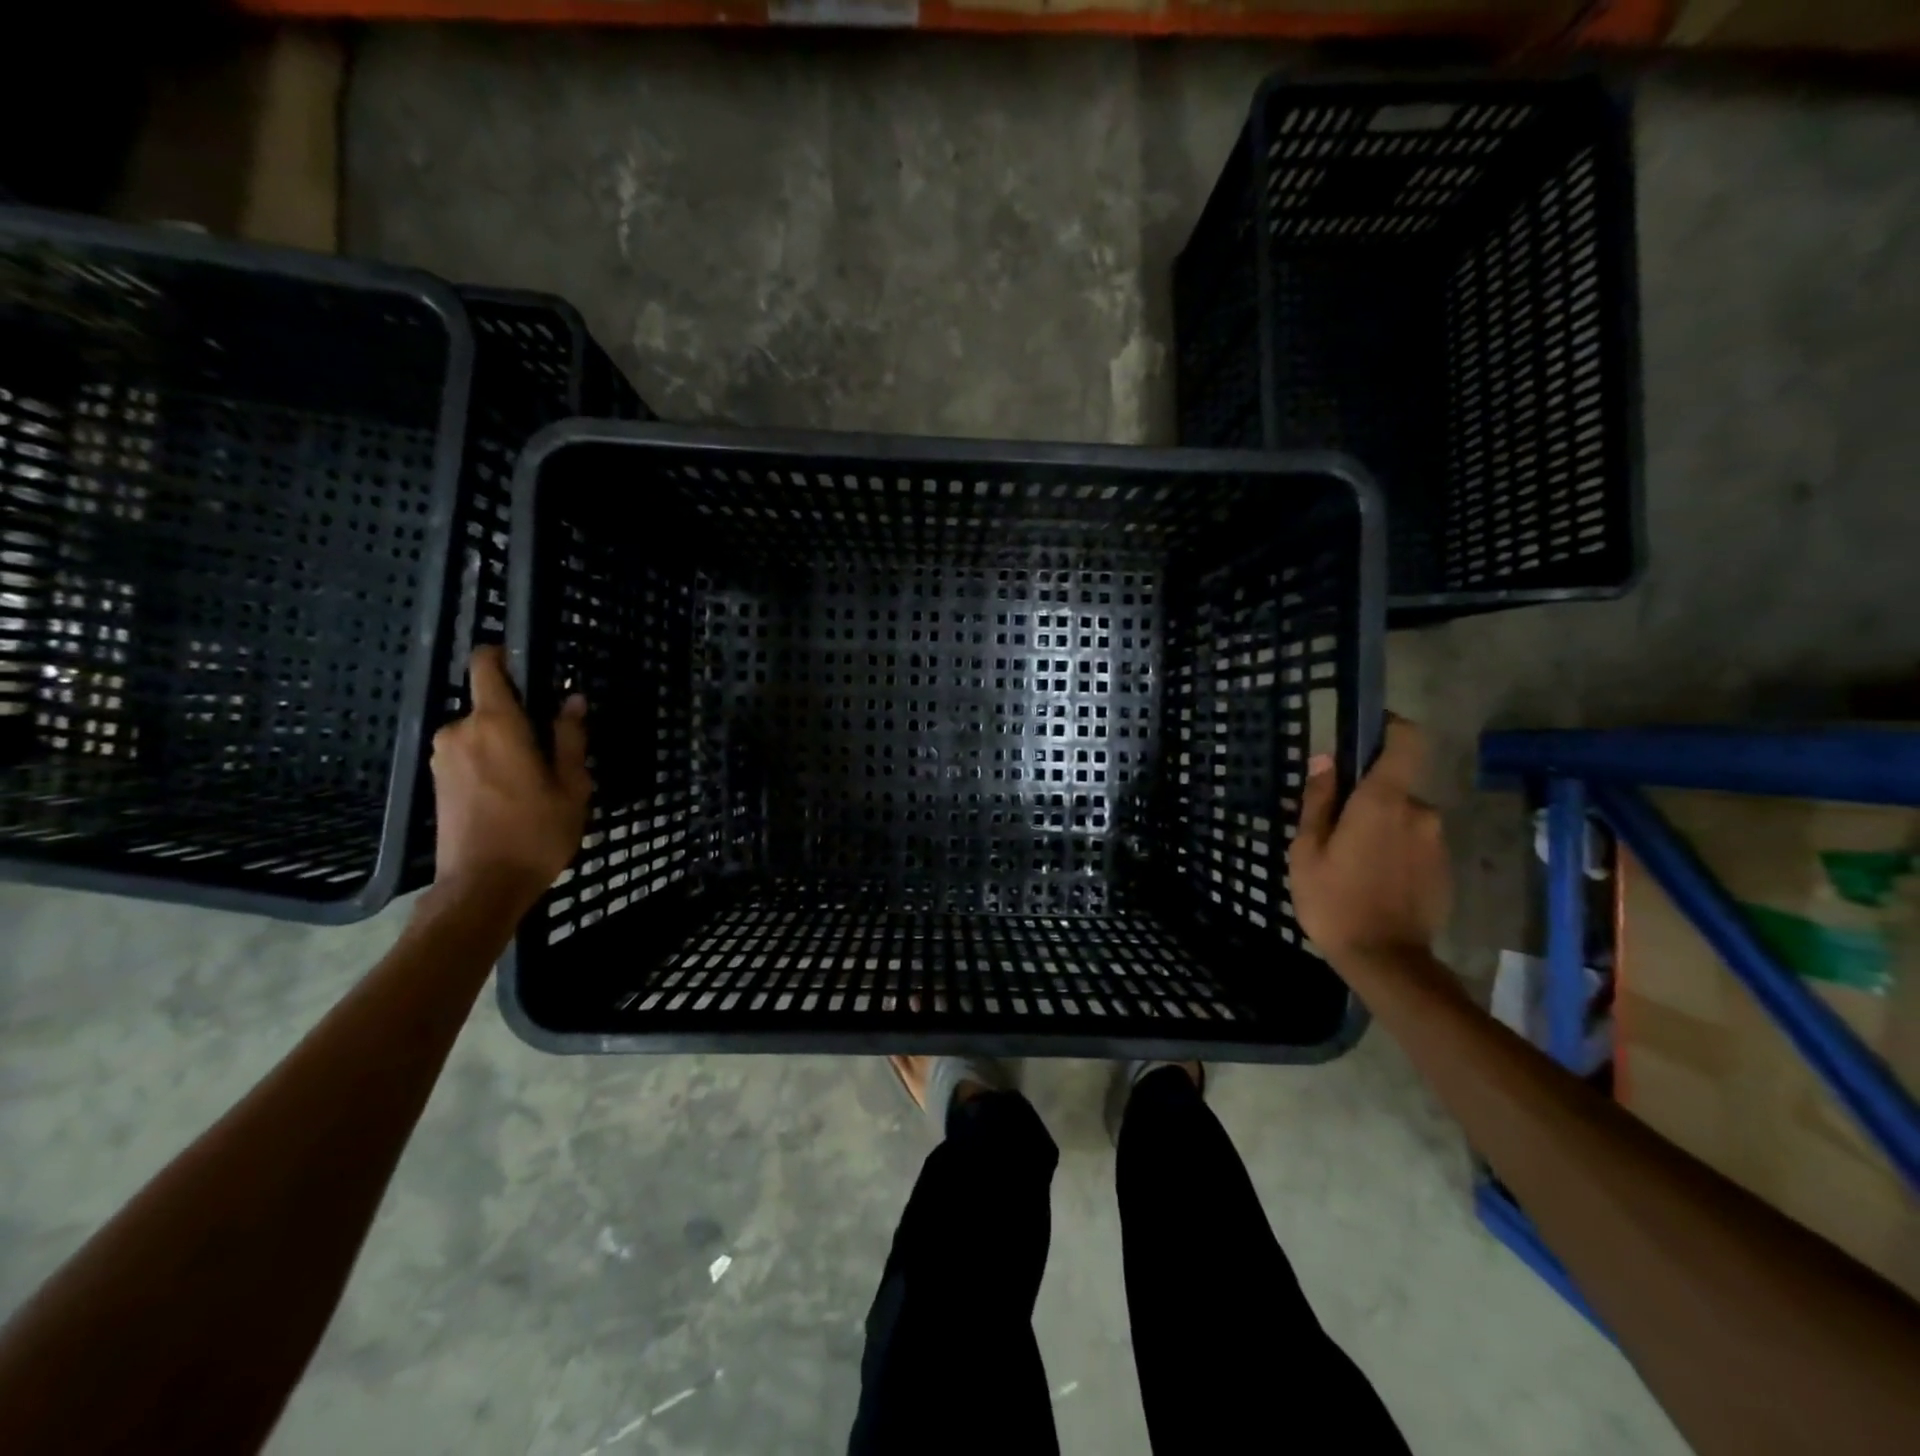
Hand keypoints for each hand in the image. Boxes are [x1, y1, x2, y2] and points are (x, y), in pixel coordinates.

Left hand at [429, 647, 591, 903]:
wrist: (481, 886)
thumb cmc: (536, 832)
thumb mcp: (572, 785)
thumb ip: (571, 737)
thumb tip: (573, 700)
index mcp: (496, 723)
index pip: (486, 665)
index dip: (504, 655)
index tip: (530, 663)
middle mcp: (460, 730)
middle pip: (490, 703)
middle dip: (520, 716)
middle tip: (553, 747)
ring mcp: (443, 756)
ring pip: (480, 731)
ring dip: (506, 742)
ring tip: (536, 776)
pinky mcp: (436, 779)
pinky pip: (469, 752)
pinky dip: (492, 760)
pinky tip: (513, 791)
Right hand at [1288, 716, 1449, 964]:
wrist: (1386, 961)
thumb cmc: (1334, 900)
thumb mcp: (1307, 850)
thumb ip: (1318, 801)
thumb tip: (1324, 760)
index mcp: (1383, 801)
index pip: (1405, 741)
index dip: (1390, 728)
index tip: (1366, 733)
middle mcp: (1420, 812)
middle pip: (1394, 787)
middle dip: (1367, 800)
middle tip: (1334, 831)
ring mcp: (1437, 842)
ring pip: (1403, 818)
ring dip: (1380, 829)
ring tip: (1350, 863)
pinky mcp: (1445, 869)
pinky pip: (1415, 844)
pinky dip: (1395, 852)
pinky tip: (1373, 881)